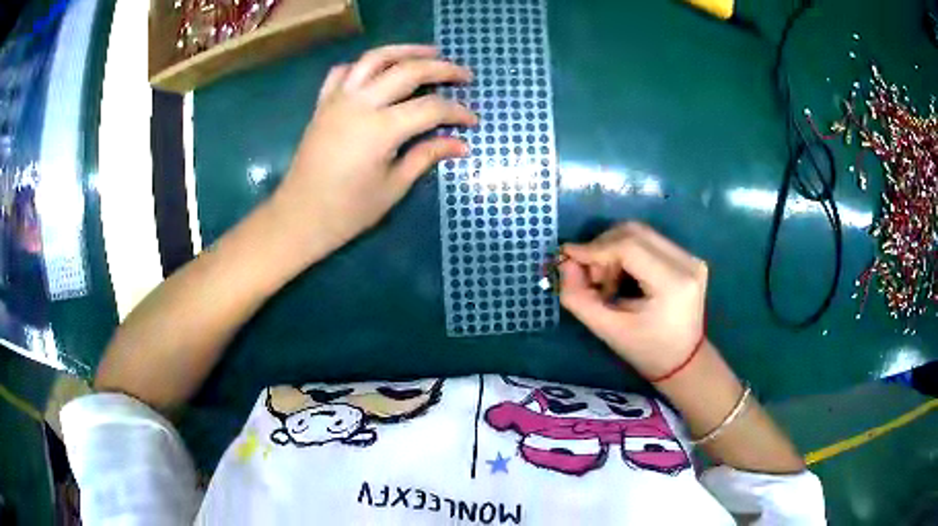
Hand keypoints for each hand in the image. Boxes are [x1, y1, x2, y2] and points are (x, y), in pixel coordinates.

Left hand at [271, 44, 476, 260]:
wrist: (300, 216)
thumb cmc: (348, 211)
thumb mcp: (393, 187)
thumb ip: (427, 156)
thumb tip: (461, 145)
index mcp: (380, 129)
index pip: (431, 108)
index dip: (457, 112)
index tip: (472, 121)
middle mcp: (360, 104)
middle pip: (408, 71)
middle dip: (442, 69)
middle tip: (465, 75)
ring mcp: (338, 99)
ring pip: (375, 58)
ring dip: (406, 50)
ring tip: (430, 52)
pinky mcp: (323, 103)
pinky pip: (344, 71)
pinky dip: (365, 65)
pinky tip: (379, 70)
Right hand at [558, 222, 707, 378]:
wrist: (683, 361)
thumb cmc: (646, 351)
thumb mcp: (608, 331)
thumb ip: (579, 298)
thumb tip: (564, 263)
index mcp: (673, 283)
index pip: (628, 247)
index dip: (594, 248)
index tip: (567, 256)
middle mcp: (687, 262)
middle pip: (634, 233)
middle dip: (603, 248)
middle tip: (591, 277)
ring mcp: (690, 257)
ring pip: (640, 234)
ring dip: (614, 250)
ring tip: (607, 281)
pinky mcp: (688, 257)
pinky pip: (649, 242)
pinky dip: (627, 253)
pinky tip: (622, 277)